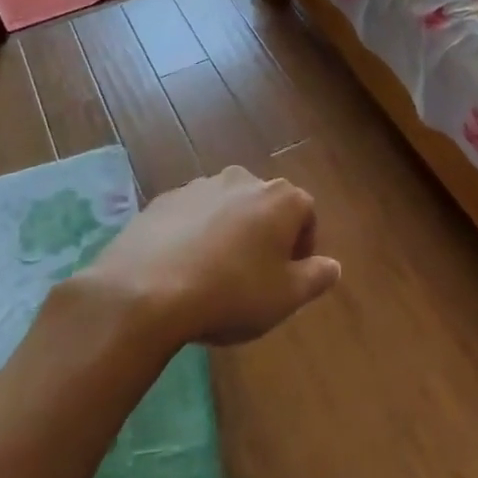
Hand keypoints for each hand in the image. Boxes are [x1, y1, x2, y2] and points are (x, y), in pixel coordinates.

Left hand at [86, 166, 339, 344]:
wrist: (145, 291)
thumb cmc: (232, 293)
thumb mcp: (286, 297)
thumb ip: (316, 277)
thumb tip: (332, 265)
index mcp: (280, 198)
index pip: (306, 214)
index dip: (302, 247)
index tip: (289, 277)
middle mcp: (242, 180)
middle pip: (265, 206)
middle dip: (265, 236)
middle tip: (254, 277)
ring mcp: (199, 186)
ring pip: (227, 209)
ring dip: (228, 233)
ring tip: (214, 275)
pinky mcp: (162, 200)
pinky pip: (191, 216)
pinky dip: (193, 235)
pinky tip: (182, 269)